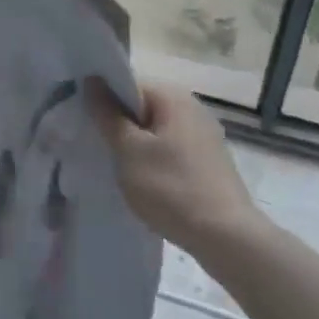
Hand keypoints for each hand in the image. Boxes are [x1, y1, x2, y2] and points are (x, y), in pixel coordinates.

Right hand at [87, 79, 261, 253]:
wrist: (228, 239)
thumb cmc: (172, 188)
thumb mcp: (129, 150)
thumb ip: (107, 114)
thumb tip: (91, 79)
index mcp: (173, 96)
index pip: (127, 85)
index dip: (105, 104)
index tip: (90, 127)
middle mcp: (192, 107)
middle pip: (142, 108)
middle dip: (121, 128)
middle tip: (103, 152)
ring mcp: (205, 136)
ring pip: (157, 133)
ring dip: (138, 148)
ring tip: (123, 172)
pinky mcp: (211, 163)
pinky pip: (172, 152)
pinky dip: (157, 163)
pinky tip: (150, 186)